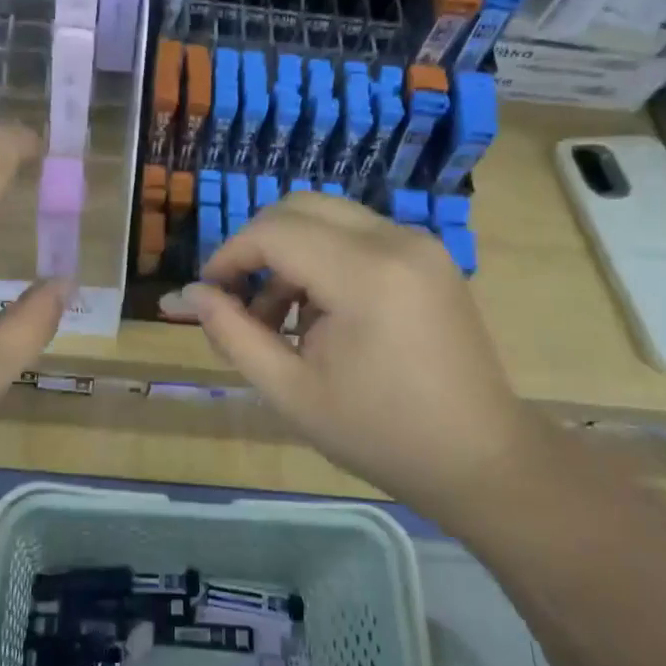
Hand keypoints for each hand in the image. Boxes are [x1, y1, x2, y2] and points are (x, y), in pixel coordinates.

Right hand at [188, 193, 541, 506]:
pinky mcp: (429, 257)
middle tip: (238, 301)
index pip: (274, 232)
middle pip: (300, 208)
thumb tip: (188, 295)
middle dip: (257, 247)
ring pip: (329, 218)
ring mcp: (420, 245)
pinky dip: (324, 260)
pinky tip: (320, 315)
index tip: (208, 295)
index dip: (229, 256)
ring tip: (278, 321)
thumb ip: (233, 334)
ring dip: (290, 255)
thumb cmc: (379, 434)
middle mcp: (397, 241)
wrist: (477, 457)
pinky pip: (359, 236)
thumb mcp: (290, 391)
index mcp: (365, 275)